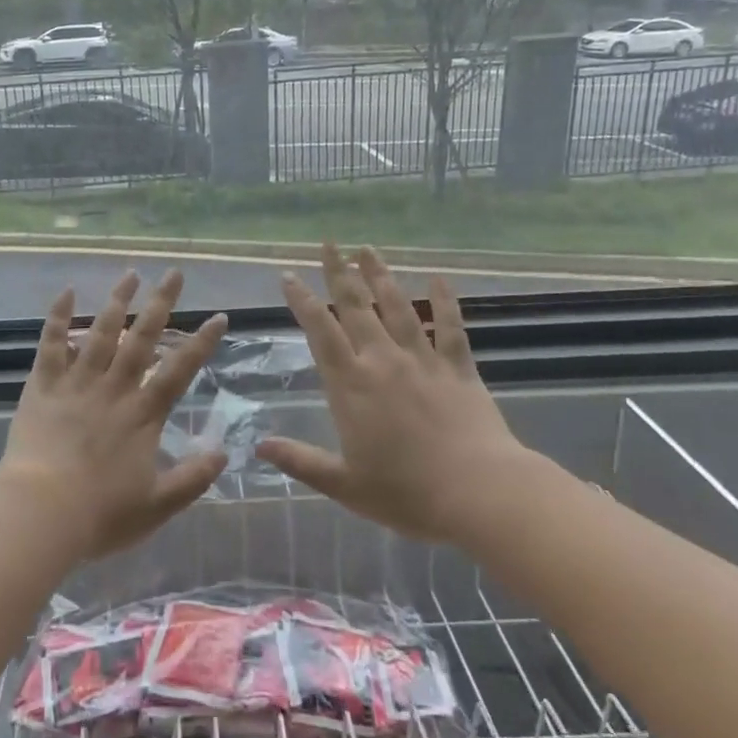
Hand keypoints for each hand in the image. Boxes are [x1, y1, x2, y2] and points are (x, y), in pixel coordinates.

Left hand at [0, 270, 229, 561]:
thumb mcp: (158, 505)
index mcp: (143, 414)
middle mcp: (114, 388)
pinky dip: (58, 317)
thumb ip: (193, 479)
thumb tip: (224, 453)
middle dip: (161, 304)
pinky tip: (67, 291)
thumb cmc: (101, 514)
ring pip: (100, 332)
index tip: (219, 316)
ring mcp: (77, 383)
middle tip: (174, 273)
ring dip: (117, 301)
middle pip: (142, 338)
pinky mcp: (43, 386)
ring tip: (131, 273)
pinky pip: (51, 345)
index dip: (202, 343)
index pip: (180, 370)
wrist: (40, 514)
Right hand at [256, 244, 534, 544]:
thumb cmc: (406, 493)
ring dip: (381, 276)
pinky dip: (446, 301)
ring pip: (398, 307)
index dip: (303, 301)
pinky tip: (439, 278)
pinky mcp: (458, 368)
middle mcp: (383, 361)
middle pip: (357, 307)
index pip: (321, 332)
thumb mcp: (344, 484)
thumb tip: (258, 446)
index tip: (289, 276)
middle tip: (329, 244)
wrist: (478, 493)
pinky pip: (451, 327)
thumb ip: (300, 461)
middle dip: (339, 273)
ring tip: (368, 249)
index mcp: (351, 386)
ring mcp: (423, 361)